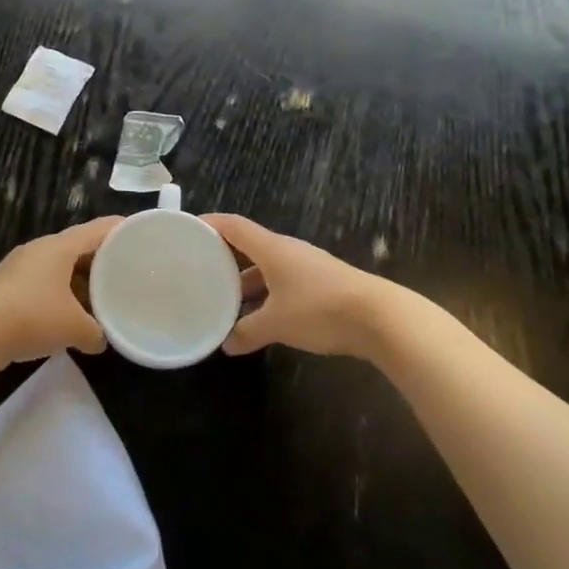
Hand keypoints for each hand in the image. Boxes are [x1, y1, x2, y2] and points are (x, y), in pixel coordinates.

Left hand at [0, 217, 121, 368]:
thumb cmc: (32, 317)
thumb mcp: (75, 329)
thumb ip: (96, 333)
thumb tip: (101, 340)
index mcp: (60, 246)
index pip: (99, 229)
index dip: (122, 230)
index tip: (142, 236)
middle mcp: (40, 248)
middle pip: (78, 246)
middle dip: (101, 260)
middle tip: (124, 273)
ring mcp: (20, 266)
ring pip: (59, 266)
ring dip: (79, 280)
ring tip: (99, 298)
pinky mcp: (7, 286)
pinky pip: (43, 282)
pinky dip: (60, 293)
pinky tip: (67, 315)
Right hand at [201, 214, 386, 358]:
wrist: (381, 318)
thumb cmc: (320, 309)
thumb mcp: (277, 323)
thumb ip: (247, 331)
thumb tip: (226, 344)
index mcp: (271, 249)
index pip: (233, 226)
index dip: (209, 224)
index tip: (187, 229)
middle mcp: (287, 251)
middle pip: (248, 247)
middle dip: (224, 259)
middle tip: (199, 271)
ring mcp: (307, 267)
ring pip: (266, 269)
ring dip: (246, 283)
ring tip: (225, 302)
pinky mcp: (321, 285)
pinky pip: (283, 284)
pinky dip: (266, 296)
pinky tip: (260, 319)